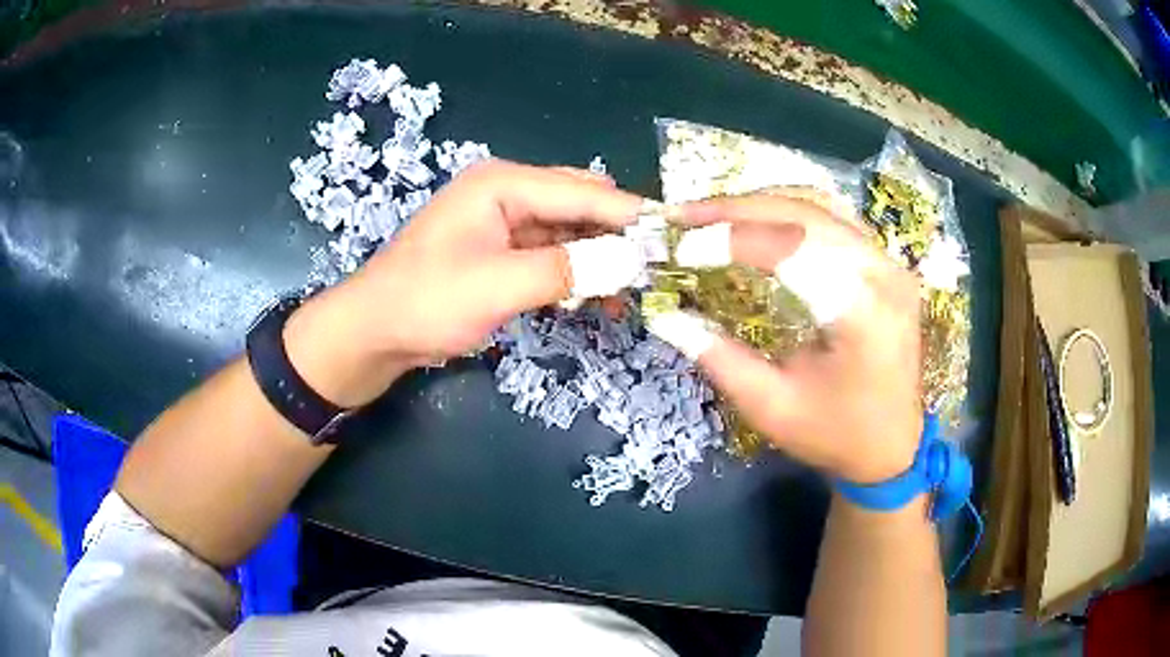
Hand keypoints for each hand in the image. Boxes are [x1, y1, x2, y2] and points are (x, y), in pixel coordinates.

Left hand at [284, 160, 643, 406]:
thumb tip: (634, 262)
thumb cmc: (426, 301)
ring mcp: (504, 221)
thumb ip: (568, 269)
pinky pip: (553, 252)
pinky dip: (578, 270)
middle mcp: (508, 192)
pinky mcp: (502, 250)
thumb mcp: (498, 285)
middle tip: (658, 268)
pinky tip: (600, 295)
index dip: (632, 216)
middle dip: (619, 234)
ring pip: (571, 230)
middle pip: (581, 204)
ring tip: (635, 289)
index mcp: (503, 184)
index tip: (677, 238)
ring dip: (601, 256)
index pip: (584, 192)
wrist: (375, 331)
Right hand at [674, 192, 922, 483]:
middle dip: (737, 209)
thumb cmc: (835, 436)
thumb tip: (666, 314)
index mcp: (862, 314)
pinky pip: (832, 220)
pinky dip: (786, 213)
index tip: (681, 246)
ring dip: (760, 204)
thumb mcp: (771, 407)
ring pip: (819, 207)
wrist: (892, 446)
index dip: (731, 239)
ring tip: (711, 214)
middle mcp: (883, 274)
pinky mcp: (886, 264)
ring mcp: (890, 263)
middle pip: (805, 214)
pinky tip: (755, 221)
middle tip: (683, 215)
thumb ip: (718, 358)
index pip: (792, 249)